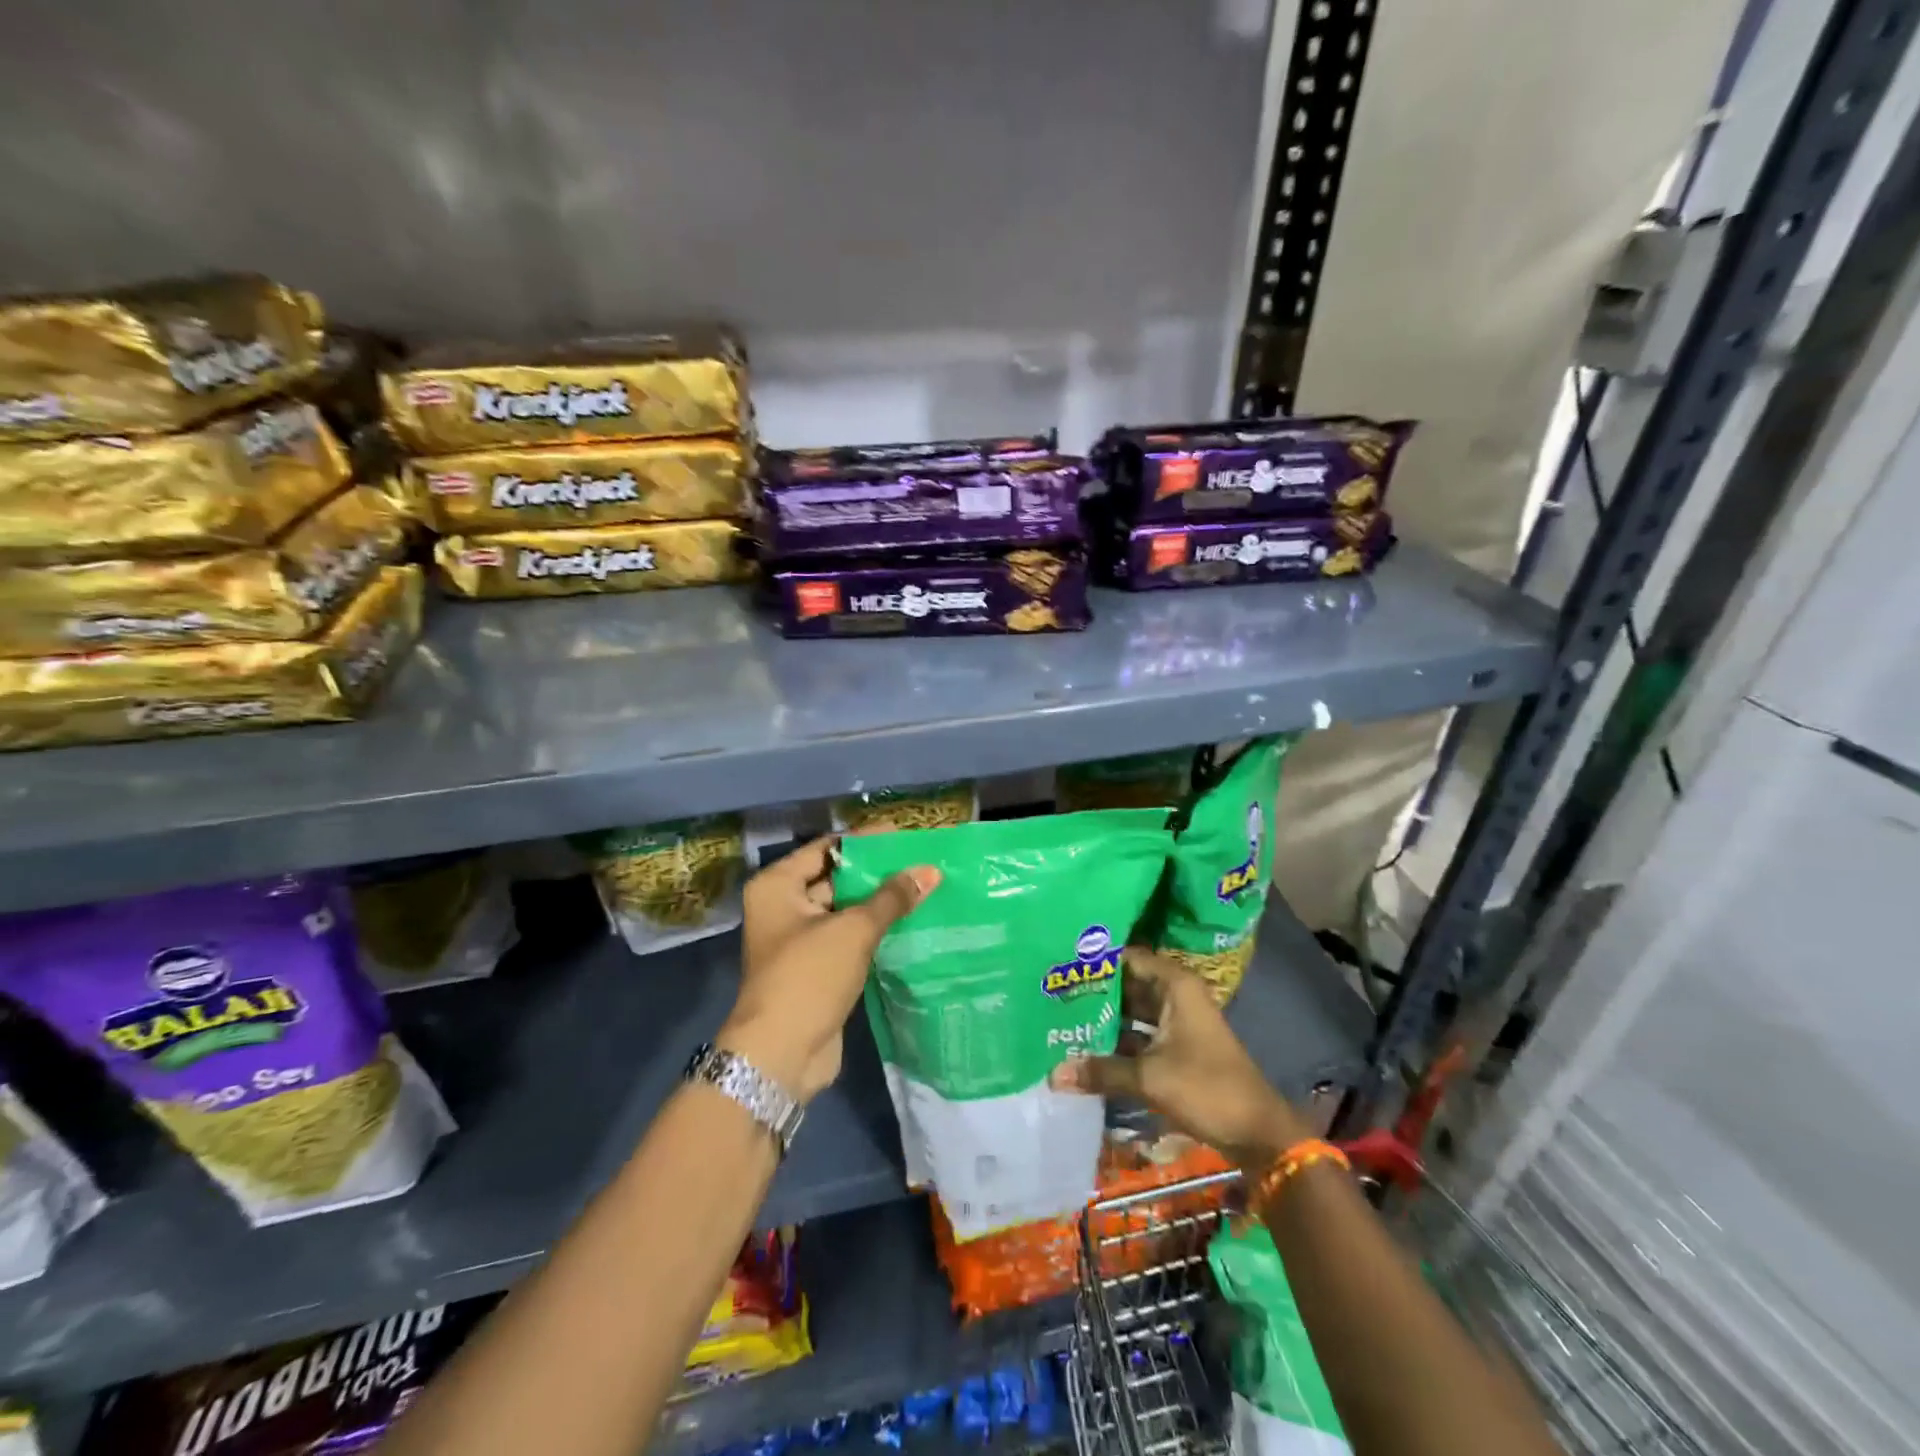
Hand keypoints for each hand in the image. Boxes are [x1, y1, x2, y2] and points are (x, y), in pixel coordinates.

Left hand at [718, 836, 938, 1101]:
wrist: (781, 1055)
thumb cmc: (808, 977)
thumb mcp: (853, 930)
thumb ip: (891, 898)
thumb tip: (930, 870)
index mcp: (777, 886)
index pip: (827, 848)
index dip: (865, 842)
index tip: (905, 835)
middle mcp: (783, 906)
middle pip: (836, 878)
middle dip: (877, 873)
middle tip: (920, 862)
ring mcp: (799, 940)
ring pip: (845, 910)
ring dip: (879, 904)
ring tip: (924, 888)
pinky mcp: (816, 968)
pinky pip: (849, 938)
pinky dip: (875, 931)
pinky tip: (912, 923)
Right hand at [1048, 947, 1309, 1164]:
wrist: (1258, 1133)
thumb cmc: (1206, 1088)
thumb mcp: (1149, 1078)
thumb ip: (1101, 1071)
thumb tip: (1052, 1074)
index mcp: (1175, 985)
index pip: (1128, 957)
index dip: (1096, 959)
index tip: (1060, 962)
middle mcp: (1175, 995)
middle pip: (1127, 984)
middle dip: (1094, 991)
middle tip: (1051, 991)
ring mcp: (1177, 1022)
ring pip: (1132, 1011)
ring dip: (1104, 1018)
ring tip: (1060, 1017)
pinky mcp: (1176, 1047)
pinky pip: (1139, 1034)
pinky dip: (1117, 1040)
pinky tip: (1085, 1047)